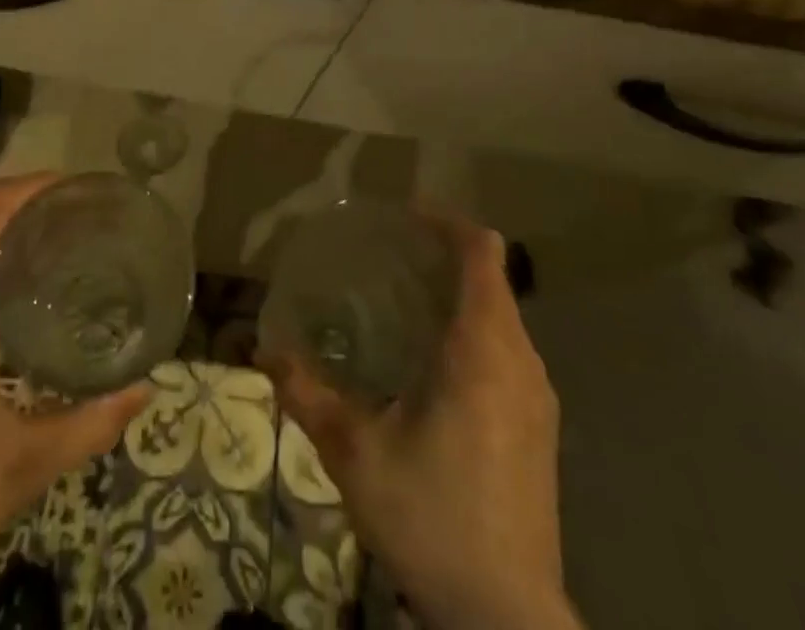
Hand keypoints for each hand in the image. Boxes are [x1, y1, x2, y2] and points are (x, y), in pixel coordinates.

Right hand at [261, 218, 580, 629]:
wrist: (508, 621)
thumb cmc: (433, 517)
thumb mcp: (355, 454)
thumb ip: (307, 394)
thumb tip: (263, 349)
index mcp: (483, 349)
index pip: (482, 253)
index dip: (448, 222)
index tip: (405, 215)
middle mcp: (520, 361)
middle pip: (491, 279)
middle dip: (444, 256)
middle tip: (390, 256)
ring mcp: (537, 398)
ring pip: (502, 317)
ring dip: (459, 295)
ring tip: (404, 301)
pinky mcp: (540, 430)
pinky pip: (508, 352)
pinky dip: (473, 331)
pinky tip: (431, 363)